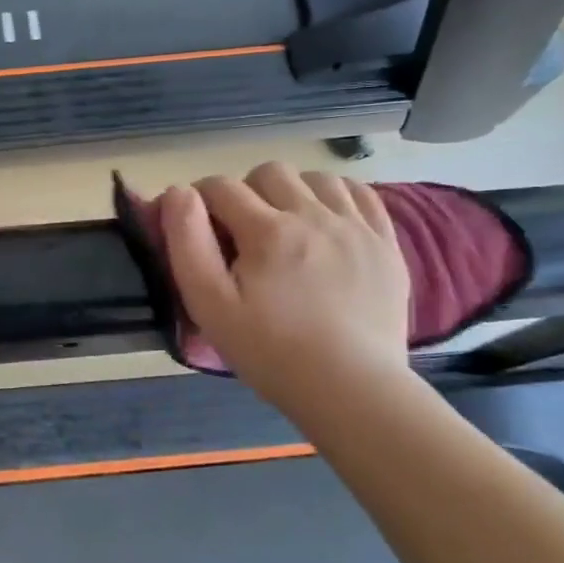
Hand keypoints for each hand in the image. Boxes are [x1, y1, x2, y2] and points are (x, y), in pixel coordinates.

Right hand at [160, 165, 411, 415]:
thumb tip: (178, 193)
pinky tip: (326, 222)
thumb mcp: (209, 305)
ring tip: (286, 227)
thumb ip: (187, 242)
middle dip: (245, 192)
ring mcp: (356, 227)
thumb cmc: (270, 351)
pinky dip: (336, 196)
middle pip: (268, 172)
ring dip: (292, 191)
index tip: (195, 226)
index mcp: (267, 230)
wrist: (352, 390)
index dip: (198, 199)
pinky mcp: (385, 244)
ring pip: (315, 178)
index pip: (220, 187)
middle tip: (241, 232)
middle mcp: (313, 215)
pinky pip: (360, 193)